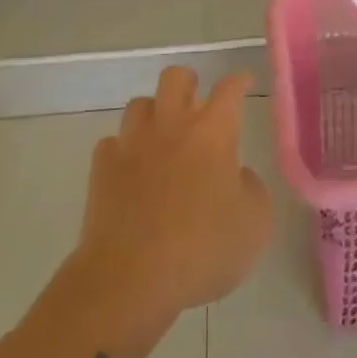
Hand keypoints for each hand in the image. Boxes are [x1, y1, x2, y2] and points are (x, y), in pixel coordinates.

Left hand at [74, 67, 272, 321]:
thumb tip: (237, 175)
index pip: (229, 89)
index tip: (245, 82)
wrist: (130, 279)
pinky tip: (131, 168)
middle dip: (188, 82)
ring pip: (139, 104)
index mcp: (212, 132)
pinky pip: (113, 143)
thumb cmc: (201, 249)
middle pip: (175, 77)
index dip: (239, 81)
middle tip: (197, 101)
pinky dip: (124, 150)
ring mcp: (132, 144)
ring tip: (162, 134)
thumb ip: (252, 189)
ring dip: (154, 113)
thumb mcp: (254, 225)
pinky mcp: (102, 169)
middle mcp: (171, 125)